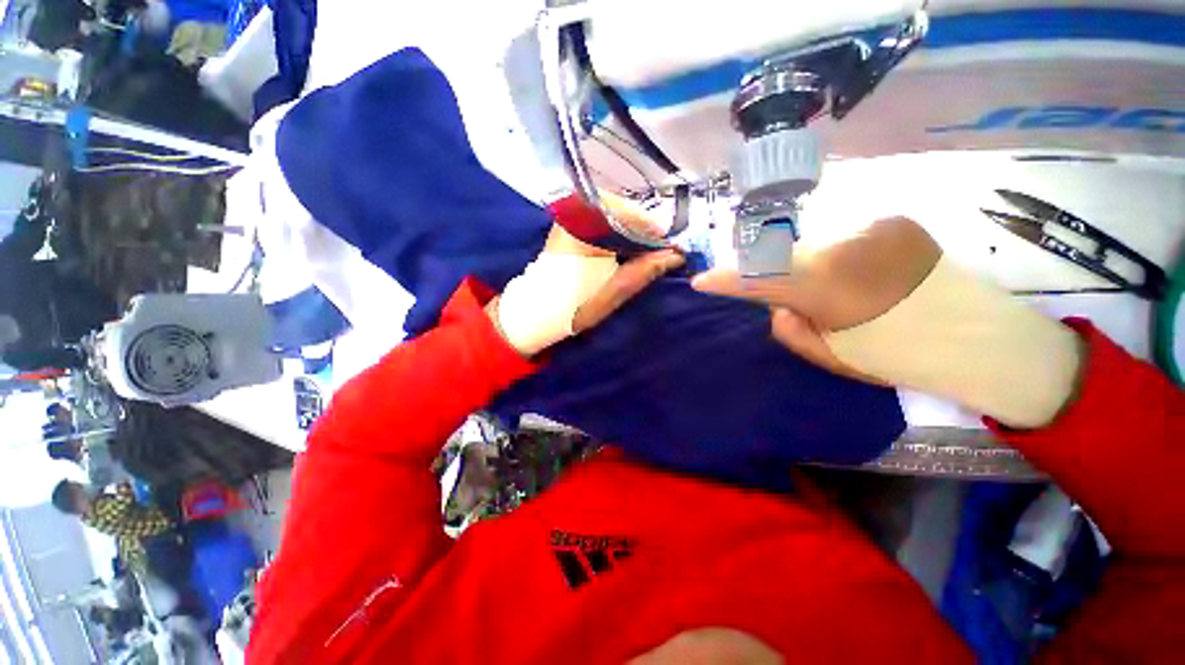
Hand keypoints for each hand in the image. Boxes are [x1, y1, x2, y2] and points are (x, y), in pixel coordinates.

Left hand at [492, 225, 683, 355]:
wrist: (539, 311)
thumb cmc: (575, 306)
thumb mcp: (615, 291)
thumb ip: (645, 269)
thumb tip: (677, 254)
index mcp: (584, 227)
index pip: (630, 215)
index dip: (653, 231)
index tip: (669, 248)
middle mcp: (575, 213)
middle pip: (623, 210)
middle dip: (643, 230)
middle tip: (658, 251)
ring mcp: (570, 217)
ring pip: (614, 213)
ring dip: (631, 231)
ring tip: (644, 252)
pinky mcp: (569, 225)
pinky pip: (602, 220)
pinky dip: (618, 232)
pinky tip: (625, 249)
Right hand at [693, 216, 1082, 427]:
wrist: (987, 338)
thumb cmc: (904, 357)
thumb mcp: (832, 356)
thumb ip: (790, 327)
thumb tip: (779, 304)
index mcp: (831, 286)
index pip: (760, 276)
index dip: (726, 279)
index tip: (701, 281)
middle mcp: (847, 244)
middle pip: (782, 255)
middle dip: (770, 275)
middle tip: (787, 300)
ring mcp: (872, 227)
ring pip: (809, 245)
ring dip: (803, 267)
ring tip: (832, 293)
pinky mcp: (891, 221)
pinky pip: (838, 238)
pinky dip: (831, 257)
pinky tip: (855, 276)